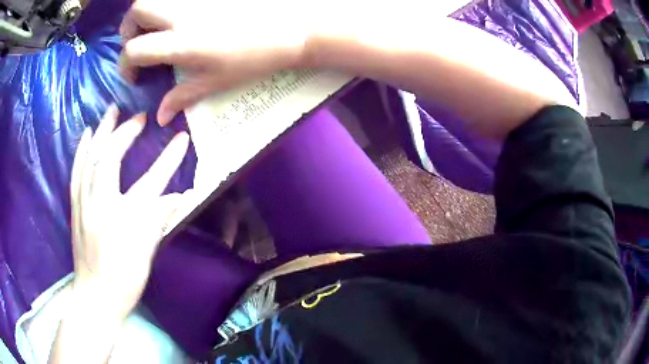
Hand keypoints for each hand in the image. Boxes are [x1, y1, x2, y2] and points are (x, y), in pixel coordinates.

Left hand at [70, 105, 188, 316]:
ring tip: (111, 111)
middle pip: (110, 159)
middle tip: (138, 116)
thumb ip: (159, 220)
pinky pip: (76, 170)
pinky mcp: (75, 206)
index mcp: (125, 220)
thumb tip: (177, 196)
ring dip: (102, 131)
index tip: (182, 138)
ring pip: (90, 158)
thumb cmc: (124, 278)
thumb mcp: (147, 254)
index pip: (152, 182)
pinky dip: (82, 148)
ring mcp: (84, 203)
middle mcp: (101, 205)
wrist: (96, 296)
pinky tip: (87, 135)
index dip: (169, 159)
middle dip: (125, 133)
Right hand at [119, 0, 310, 125]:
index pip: (133, 49)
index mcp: (180, 42)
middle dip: (128, 27)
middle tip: (137, 41)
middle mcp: (181, 14)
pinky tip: (177, 14)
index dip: (125, 65)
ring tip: (154, 25)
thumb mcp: (216, 81)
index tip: (135, 75)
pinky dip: (168, 3)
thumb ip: (182, 97)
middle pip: (138, 10)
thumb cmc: (254, 58)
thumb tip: (160, 117)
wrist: (290, 28)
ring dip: (147, 11)